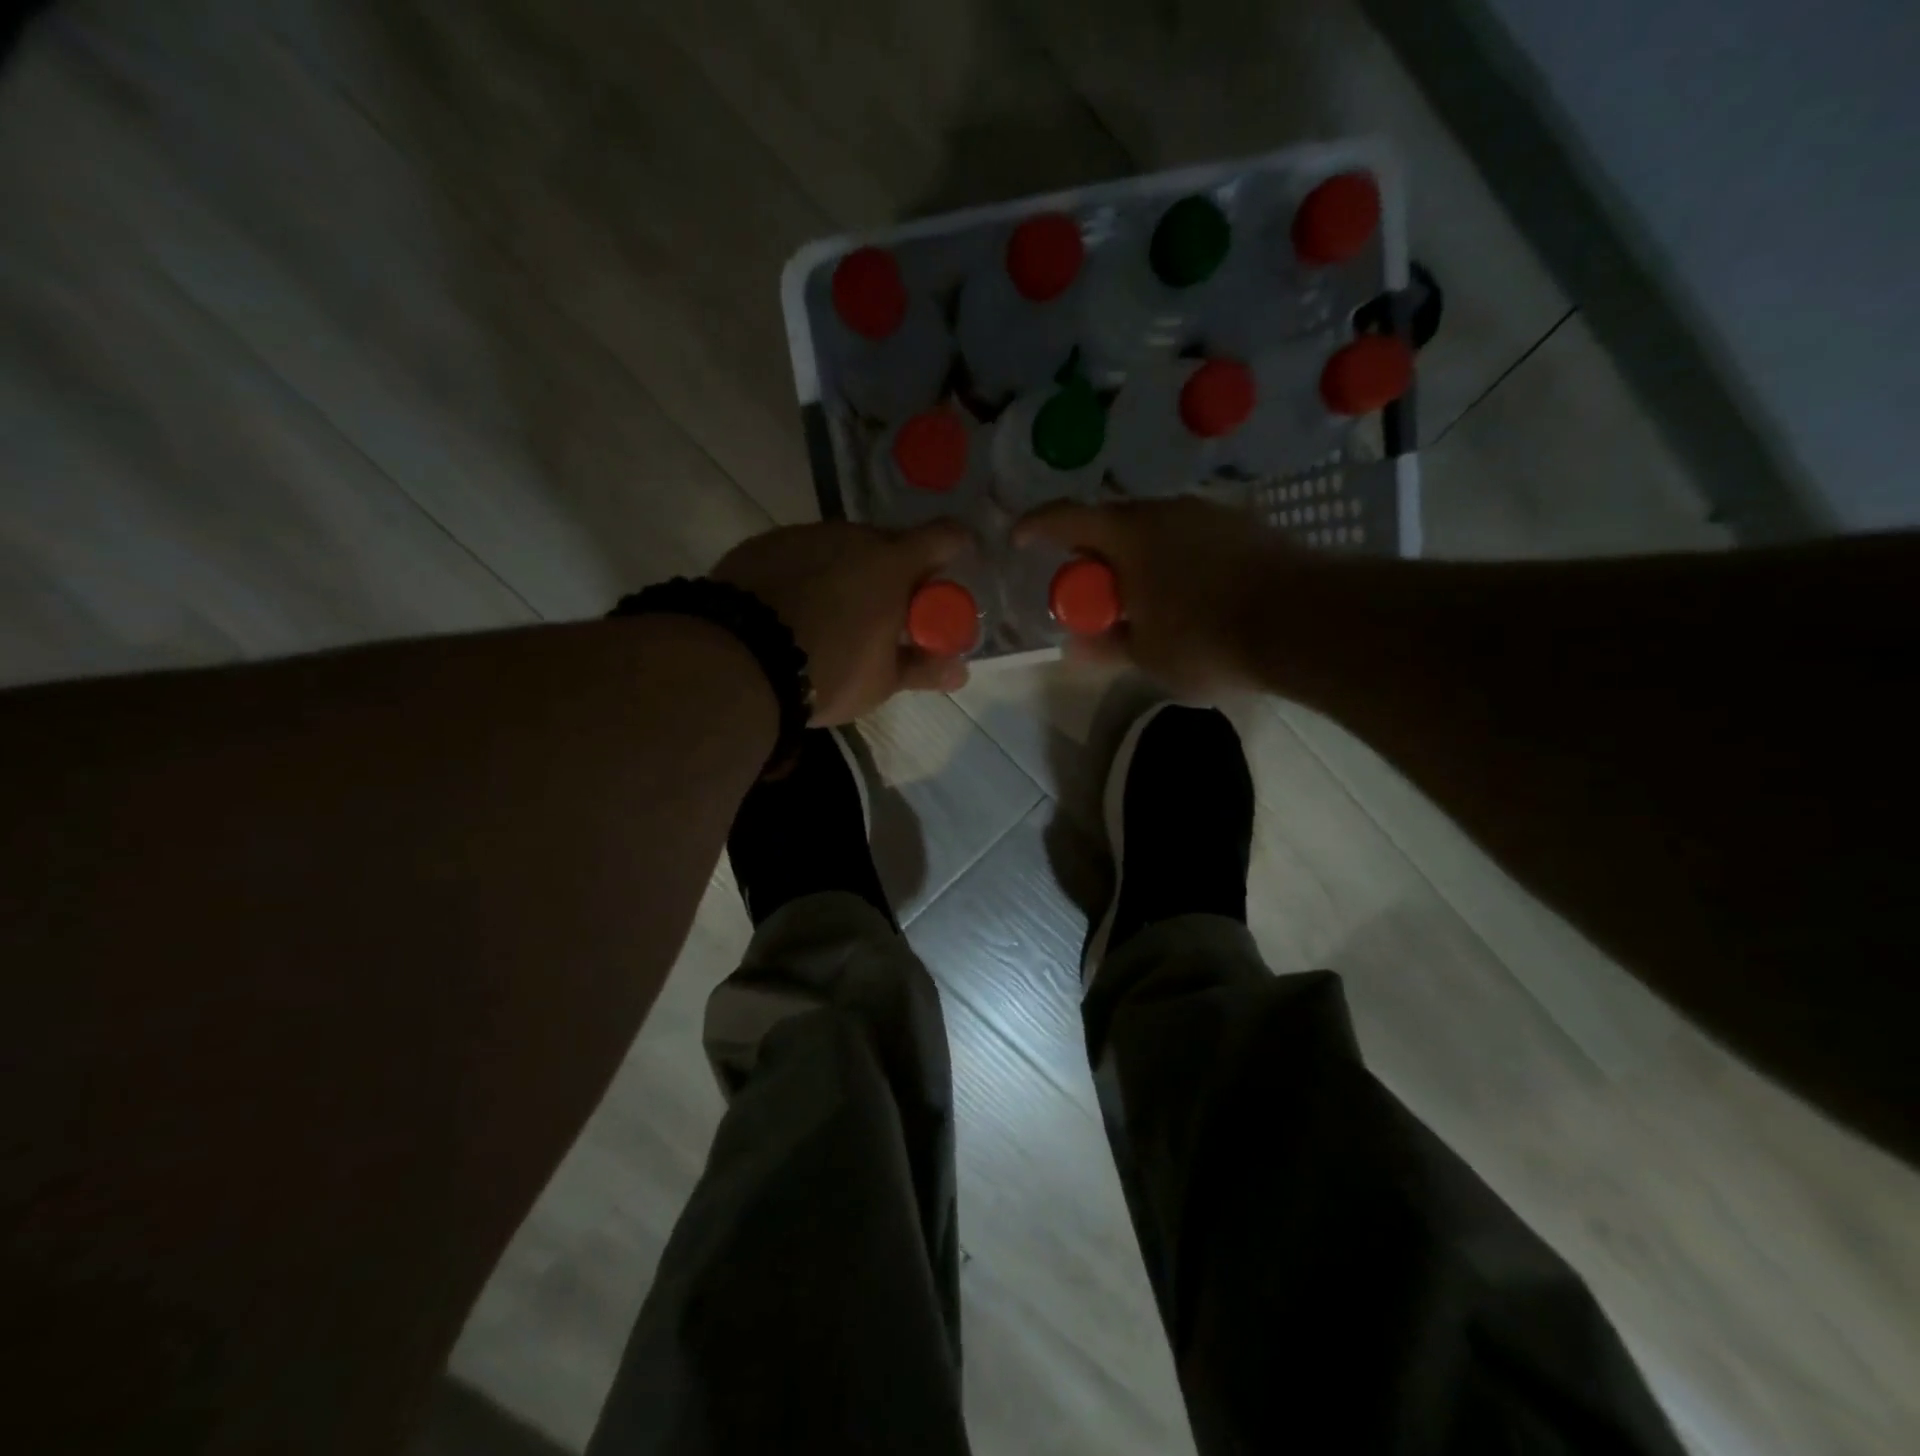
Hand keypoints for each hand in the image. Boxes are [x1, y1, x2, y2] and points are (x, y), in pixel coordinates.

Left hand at [713, 519, 973, 724]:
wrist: (738, 662)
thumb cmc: (828, 671)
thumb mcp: (881, 681)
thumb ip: (924, 669)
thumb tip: (960, 672)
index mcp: (892, 564)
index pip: (943, 537)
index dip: (955, 551)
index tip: (948, 575)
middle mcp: (851, 536)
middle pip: (888, 544)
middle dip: (896, 572)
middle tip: (887, 613)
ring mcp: (804, 535)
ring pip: (841, 547)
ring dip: (849, 572)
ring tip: (834, 615)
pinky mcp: (764, 544)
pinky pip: (801, 554)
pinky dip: (808, 574)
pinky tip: (793, 609)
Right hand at [1015, 497, 1287, 696]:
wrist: (1304, 622)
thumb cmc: (1207, 639)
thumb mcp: (1147, 655)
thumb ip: (1106, 647)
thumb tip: (1074, 648)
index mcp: (1129, 534)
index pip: (1067, 518)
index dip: (1036, 526)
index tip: (1018, 538)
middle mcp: (1166, 510)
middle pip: (1112, 522)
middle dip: (1093, 554)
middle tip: (1090, 590)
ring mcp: (1209, 513)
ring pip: (1155, 529)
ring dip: (1137, 557)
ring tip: (1142, 598)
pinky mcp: (1245, 525)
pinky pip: (1191, 537)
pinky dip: (1174, 559)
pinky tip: (1187, 594)